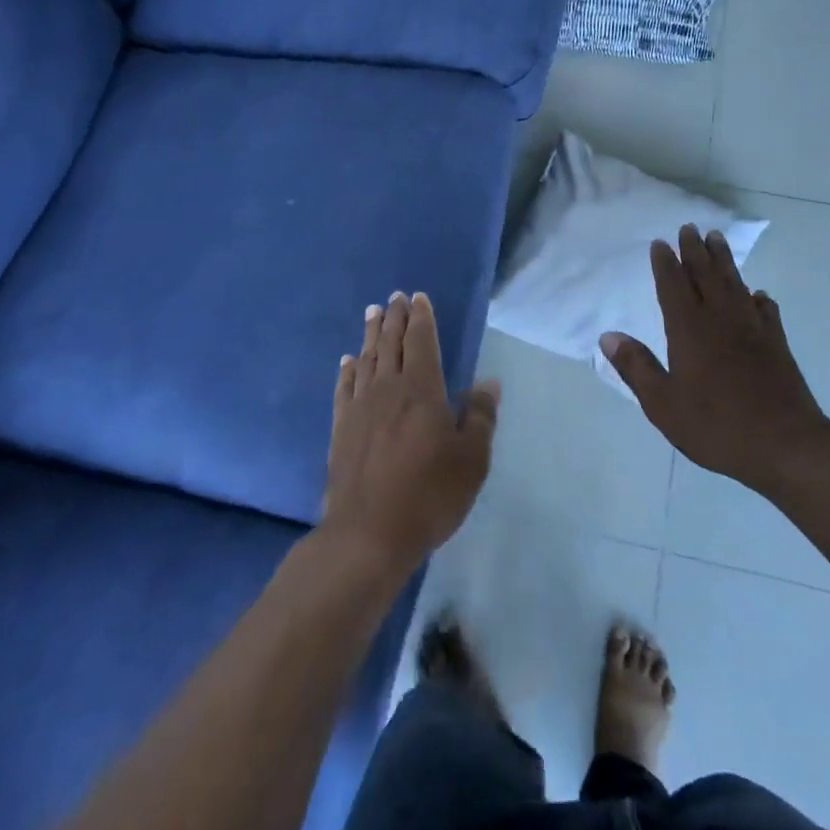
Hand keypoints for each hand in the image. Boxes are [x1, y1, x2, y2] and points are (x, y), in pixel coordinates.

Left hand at [321, 292, 497, 576]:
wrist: (369, 533)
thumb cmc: (430, 494)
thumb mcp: (472, 459)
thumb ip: (480, 416)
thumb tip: (488, 382)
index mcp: (422, 389)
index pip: (421, 341)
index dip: (421, 317)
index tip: (418, 297)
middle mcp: (388, 388)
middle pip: (391, 343)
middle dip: (394, 318)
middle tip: (393, 296)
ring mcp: (360, 408)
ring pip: (367, 359)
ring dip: (370, 334)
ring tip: (372, 313)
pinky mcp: (341, 429)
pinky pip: (344, 388)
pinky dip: (347, 370)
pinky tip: (348, 361)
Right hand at [600, 225, 829, 498]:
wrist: (786, 445)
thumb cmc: (716, 426)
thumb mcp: (663, 404)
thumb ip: (636, 367)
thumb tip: (607, 336)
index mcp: (689, 331)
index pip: (673, 287)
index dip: (665, 264)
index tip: (660, 242)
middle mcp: (720, 320)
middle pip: (705, 276)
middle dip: (695, 251)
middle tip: (689, 227)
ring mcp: (752, 329)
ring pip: (735, 284)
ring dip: (724, 261)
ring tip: (717, 239)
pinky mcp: (777, 344)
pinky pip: (765, 310)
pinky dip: (758, 298)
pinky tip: (757, 294)